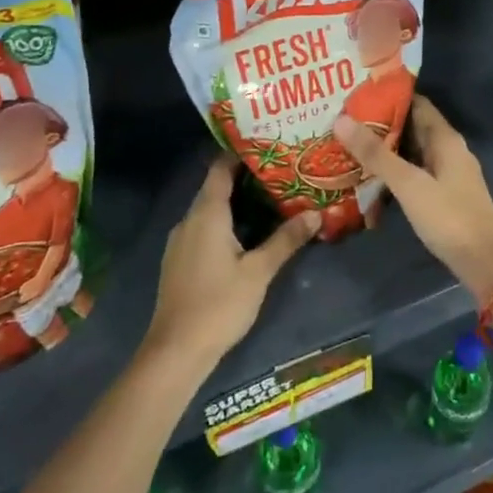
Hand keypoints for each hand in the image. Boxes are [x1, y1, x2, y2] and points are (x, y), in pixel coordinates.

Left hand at [145, 156, 319, 370]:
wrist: (176, 350)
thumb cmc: (219, 304)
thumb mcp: (259, 271)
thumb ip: (286, 240)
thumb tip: (316, 213)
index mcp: (206, 214)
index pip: (219, 168)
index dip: (239, 153)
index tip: (266, 142)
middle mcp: (189, 220)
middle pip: (215, 187)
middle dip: (244, 177)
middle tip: (279, 170)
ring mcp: (180, 241)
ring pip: (209, 210)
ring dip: (235, 201)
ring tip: (269, 197)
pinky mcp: (179, 260)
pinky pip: (203, 228)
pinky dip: (224, 221)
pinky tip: (246, 232)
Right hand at [333, 97, 492, 300]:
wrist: (487, 263)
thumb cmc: (449, 217)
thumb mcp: (408, 183)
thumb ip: (375, 154)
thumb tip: (341, 119)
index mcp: (445, 139)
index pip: (416, 103)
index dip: (388, 96)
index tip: (356, 93)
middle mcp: (448, 150)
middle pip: (412, 127)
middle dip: (381, 123)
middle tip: (342, 118)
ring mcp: (447, 174)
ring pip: (412, 152)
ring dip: (385, 148)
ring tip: (348, 144)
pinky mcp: (443, 197)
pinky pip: (414, 173)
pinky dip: (393, 171)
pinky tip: (369, 176)